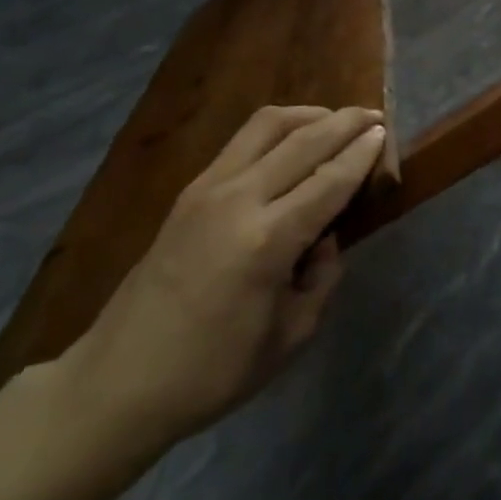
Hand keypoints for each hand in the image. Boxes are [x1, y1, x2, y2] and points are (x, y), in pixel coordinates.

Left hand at [60, 105, 386, 455]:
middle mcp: (237, 201)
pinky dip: (279, 130)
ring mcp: (207, 190)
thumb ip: (321, 276)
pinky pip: (243, 141)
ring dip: (309, 115)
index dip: (362, 154)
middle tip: (374, 117)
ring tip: (336, 121)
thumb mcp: (291, 335)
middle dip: (344, 122)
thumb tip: (325, 236)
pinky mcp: (189, 192)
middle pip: (303, 140)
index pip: (330, 180)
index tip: (385, 133)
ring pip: (268, 125)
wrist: (116, 384)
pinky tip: (294, 142)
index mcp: (266, 242)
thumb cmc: (212, 372)